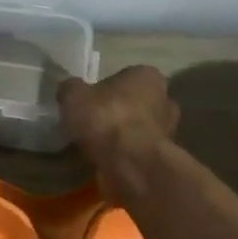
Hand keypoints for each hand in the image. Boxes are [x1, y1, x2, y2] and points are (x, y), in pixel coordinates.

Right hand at [57, 65, 178, 184]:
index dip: (105, 90)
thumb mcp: (74, 96)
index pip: (124, 77)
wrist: (130, 163)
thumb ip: (71, 88)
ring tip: (98, 146)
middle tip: (93, 124)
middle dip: (118, 112)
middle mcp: (165, 98)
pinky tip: (108, 160)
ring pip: (140, 128)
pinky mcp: (163, 156)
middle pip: (136, 102)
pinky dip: (127, 154)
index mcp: (147, 75)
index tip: (89, 103)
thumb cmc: (105, 119)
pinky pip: (139, 150)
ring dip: (124, 135)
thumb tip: (69, 88)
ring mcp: (168, 129)